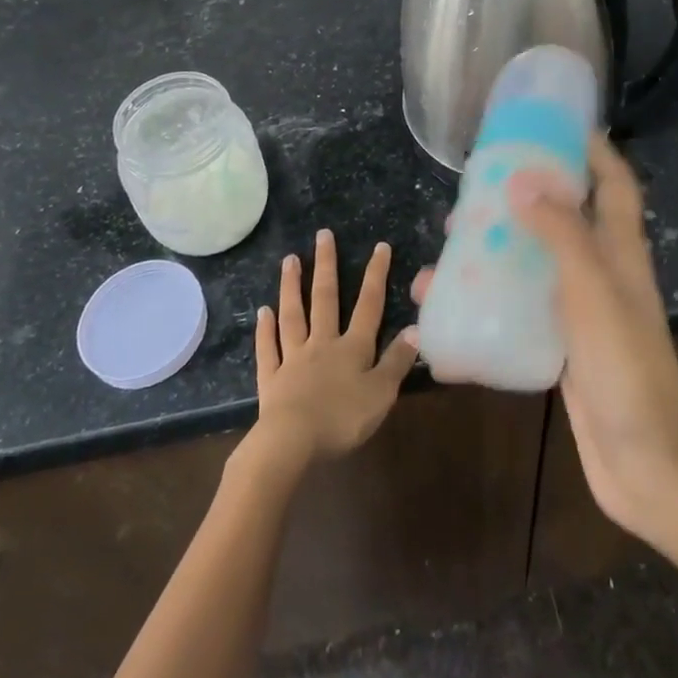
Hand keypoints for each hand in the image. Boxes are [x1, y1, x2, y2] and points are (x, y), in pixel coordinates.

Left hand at [247, 230, 419, 477]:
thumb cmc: (342, 418)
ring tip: (290, 259)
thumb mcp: (381, 393)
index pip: (369, 305)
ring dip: (292, 286)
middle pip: (325, 298)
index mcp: (352, 348)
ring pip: (293, 315)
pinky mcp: (271, 378)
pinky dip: (265, 330)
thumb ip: (396, 361)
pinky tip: (262, 312)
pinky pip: (268, 348)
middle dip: (326, 265)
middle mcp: (322, 343)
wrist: (292, 442)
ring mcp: (293, 358)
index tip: (380, 246)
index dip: (376, 275)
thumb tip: (415, 329)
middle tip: (322, 235)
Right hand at [415, 135, 677, 542]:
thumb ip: (561, 233)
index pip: (614, 184)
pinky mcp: (561, 350)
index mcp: (620, 251)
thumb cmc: (625, 366)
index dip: (594, 151)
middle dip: (520, 199)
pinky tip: (444, 318)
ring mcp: (581, 314)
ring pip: (531, 267)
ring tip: (443, 251)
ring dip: (491, 256)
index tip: (556, 125)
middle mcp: (602, 274)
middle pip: (562, 220)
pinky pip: (518, 314)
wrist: (648, 466)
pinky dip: (485, 308)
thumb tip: (522, 181)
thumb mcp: (593, 288)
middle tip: (473, 192)